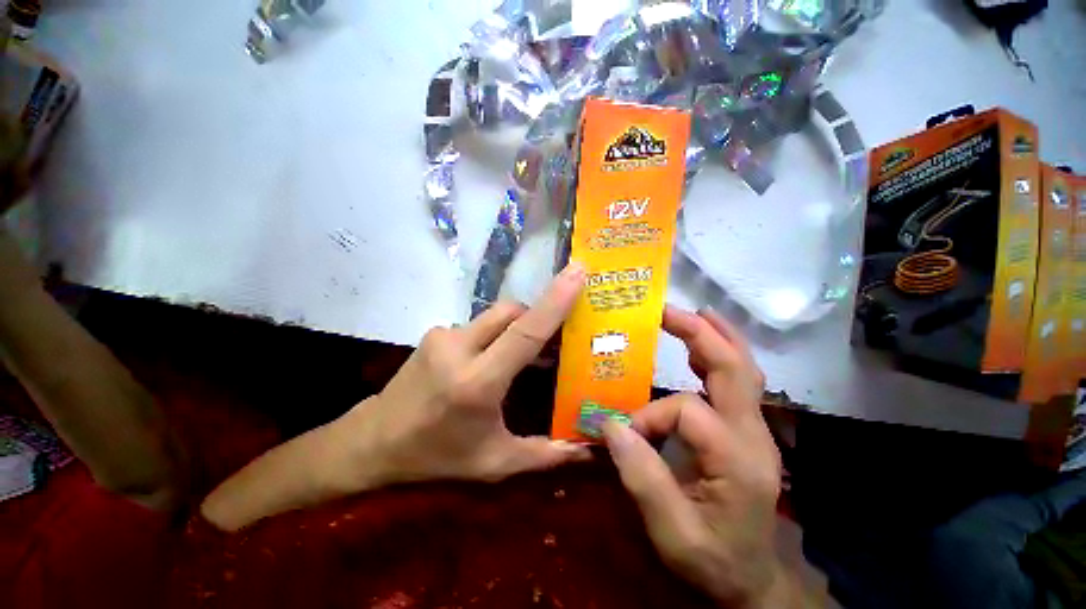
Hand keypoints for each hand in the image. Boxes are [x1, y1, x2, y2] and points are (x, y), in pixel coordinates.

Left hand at [203, 262, 592, 529]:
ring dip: (516, 328)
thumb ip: (544, 456)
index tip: (577, 272)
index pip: (525, 331)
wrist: (373, 442)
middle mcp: (458, 348)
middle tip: (553, 338)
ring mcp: (443, 335)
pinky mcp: (436, 332)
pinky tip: (494, 358)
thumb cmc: (437, 456)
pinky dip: (496, 335)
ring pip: (495, 316)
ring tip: (524, 356)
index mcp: (477, 382)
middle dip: (537, 317)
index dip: (555, 300)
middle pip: (512, 312)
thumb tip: (586, 451)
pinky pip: (479, 325)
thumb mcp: (494, 463)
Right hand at [602, 306, 789, 607]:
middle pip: (734, 369)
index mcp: (738, 460)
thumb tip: (611, 428)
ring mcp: (756, 429)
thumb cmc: (714, 561)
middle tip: (668, 311)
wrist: (753, 579)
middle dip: (700, 334)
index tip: (624, 437)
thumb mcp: (673, 534)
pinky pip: (737, 381)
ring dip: (715, 336)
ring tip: (690, 314)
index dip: (650, 418)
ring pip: (743, 369)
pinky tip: (702, 344)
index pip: (687, 412)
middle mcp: (754, 435)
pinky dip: (720, 354)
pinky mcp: (747, 429)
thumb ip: (642, 479)